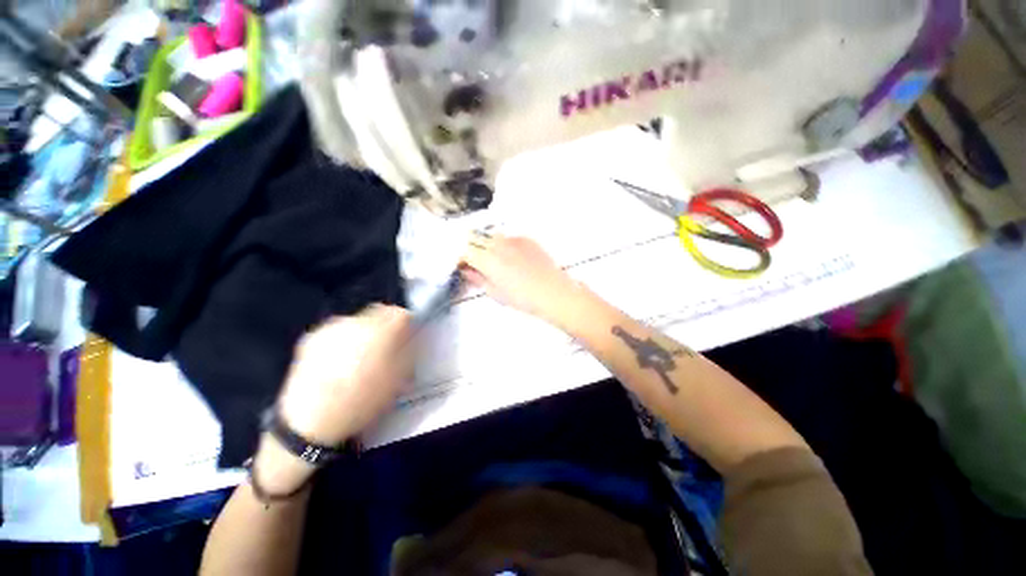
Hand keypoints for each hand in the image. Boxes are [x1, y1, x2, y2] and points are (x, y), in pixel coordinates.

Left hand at [276, 305, 413, 446]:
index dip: (407, 324)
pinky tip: (338, 361)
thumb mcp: (398, 378)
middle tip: (385, 347)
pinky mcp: (312, 337)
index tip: (406, 337)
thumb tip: (409, 337)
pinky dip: (343, 339)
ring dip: (364, 332)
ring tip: (359, 357)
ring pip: (357, 321)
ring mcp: (331, 328)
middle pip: (379, 313)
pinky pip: (337, 331)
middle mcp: (356, 322)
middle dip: (385, 326)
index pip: (401, 313)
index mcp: (381, 331)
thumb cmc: (363, 400)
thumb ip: (408, 351)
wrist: (311, 421)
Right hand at [463, 234, 579, 322]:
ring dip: (487, 245)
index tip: (463, 266)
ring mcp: (512, 239)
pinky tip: (514, 259)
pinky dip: (505, 246)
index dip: (461, 259)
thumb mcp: (495, 293)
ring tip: (496, 261)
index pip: (464, 251)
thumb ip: (477, 279)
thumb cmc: (522, 298)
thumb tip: (467, 271)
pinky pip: (509, 238)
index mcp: (486, 259)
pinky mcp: (526, 239)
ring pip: (491, 236)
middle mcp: (497, 244)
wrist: (552, 292)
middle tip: (477, 263)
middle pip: (474, 238)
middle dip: (471, 248)